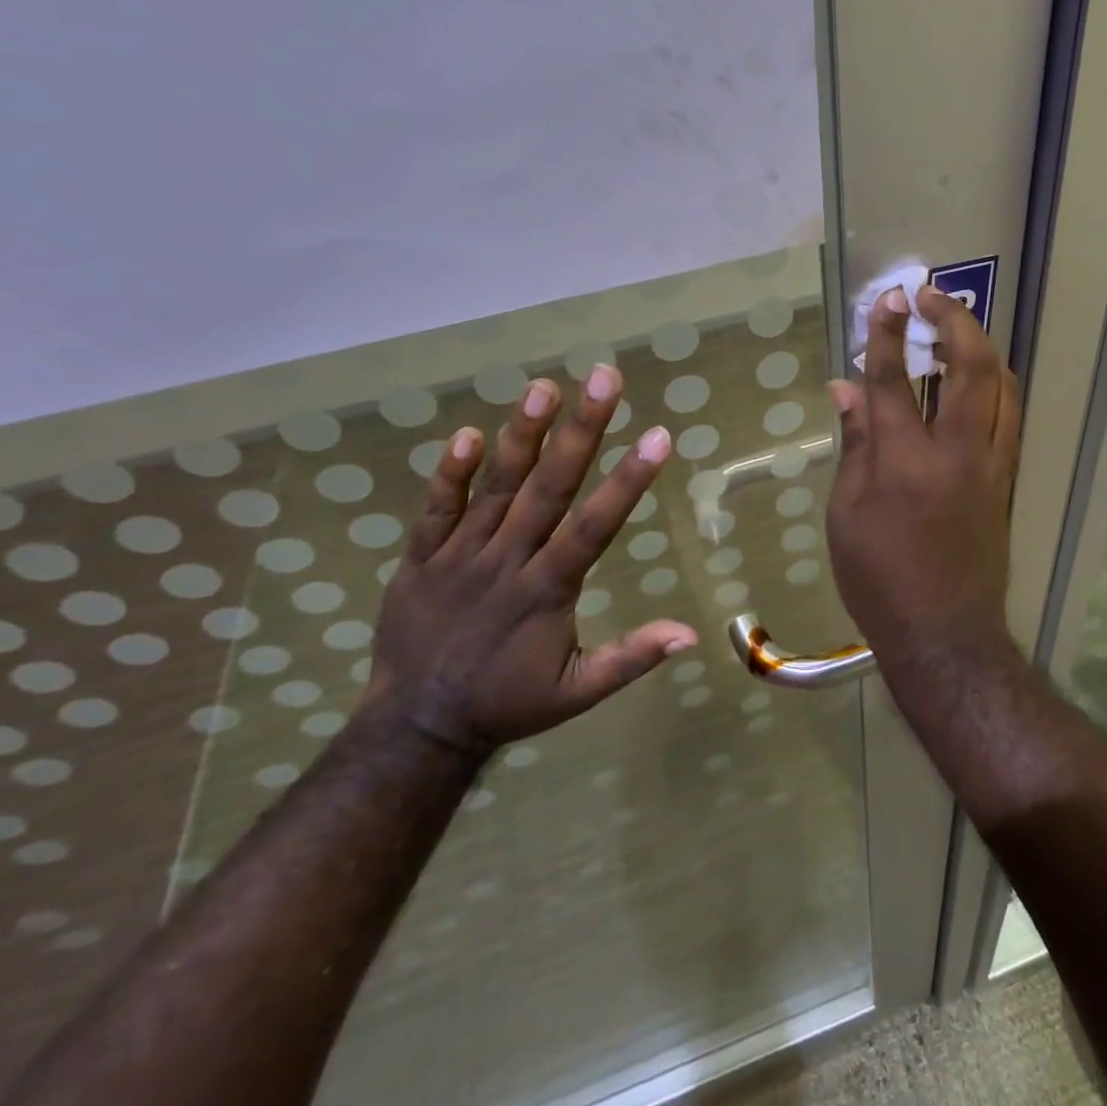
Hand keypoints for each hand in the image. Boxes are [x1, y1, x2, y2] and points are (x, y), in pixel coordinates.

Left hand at [361, 365, 695, 758]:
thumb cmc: (507, 702)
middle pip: (549, 488)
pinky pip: (435, 510)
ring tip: (544, 388)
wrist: (416, 727)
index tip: (657, 436)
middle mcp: (506, 562)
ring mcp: (459, 557)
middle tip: (604, 378)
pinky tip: (469, 434)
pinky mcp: (420, 559)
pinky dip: (450, 474)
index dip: (628, 480)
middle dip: (582, 431)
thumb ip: (631, 657)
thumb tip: (691, 633)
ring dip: (522, 436)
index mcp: (547, 591)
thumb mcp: (578, 692)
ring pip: (495, 488)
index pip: (595, 526)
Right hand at [825, 286, 1021, 664]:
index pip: (893, 380)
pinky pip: (1009, 415)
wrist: (943, 633)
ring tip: (955, 330)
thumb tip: (846, 389)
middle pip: (969, 367)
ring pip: (1002, 386)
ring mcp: (990, 465)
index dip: (886, 334)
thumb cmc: (878, 579)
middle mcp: (955, 452)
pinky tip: (977, 379)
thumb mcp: (845, 513)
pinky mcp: (1006, 480)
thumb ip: (853, 444)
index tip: (887, 299)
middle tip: (930, 298)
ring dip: (981, 346)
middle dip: (953, 321)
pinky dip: (995, 384)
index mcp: (904, 462)